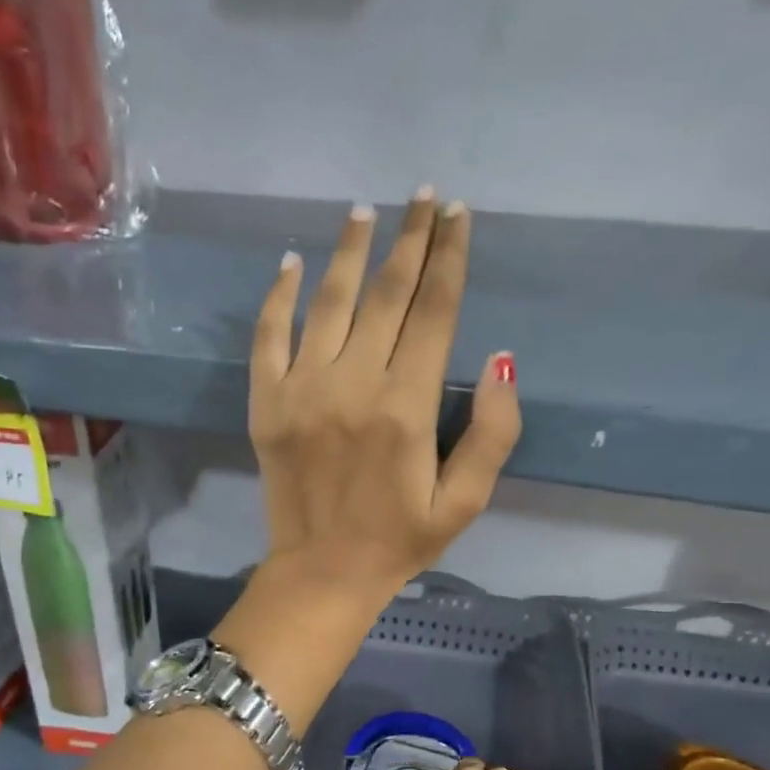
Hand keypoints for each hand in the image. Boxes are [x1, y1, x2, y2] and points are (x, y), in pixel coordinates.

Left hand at [248, 190, 519, 607]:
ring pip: (328, 302)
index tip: (459, 216)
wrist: (322, 573)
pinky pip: (269, 336)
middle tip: (424, 197)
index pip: (434, 311)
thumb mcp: (466, 501)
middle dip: (410, 239)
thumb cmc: (400, 540)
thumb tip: (504, 360)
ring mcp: (302, 389)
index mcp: (407, 406)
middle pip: (386, 293)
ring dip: (350, 251)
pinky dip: (280, 296)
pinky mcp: (266, 403)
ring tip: (366, 211)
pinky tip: (293, 263)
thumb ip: (493, 432)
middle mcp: (353, 384)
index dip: (450, 257)